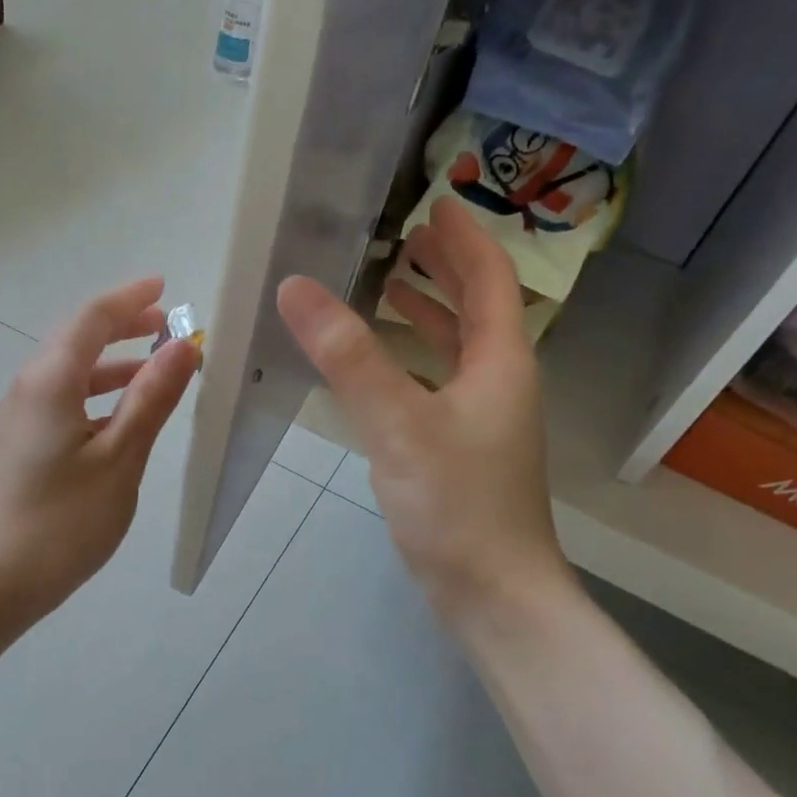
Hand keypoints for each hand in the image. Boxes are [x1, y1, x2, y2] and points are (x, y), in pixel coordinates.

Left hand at [0, 279, 198, 620]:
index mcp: (50, 382)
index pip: (91, 319)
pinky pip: (62, 401)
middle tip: (165, 325)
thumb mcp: (119, 459)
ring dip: (111, 363)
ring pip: (68, 373)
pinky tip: (120, 419)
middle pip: (75, 340)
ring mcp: (19, 420)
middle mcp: (28, 390)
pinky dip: (96, 395)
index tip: (164, 288)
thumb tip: (181, 347)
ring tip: (153, 369)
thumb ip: (150, 399)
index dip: (129, 300)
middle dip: (120, 326)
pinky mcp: (20, 447)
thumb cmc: (62, 522)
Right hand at [276, 198, 575, 620]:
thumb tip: (296, 288)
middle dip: (446, 271)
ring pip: (458, 352)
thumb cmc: (455, 504)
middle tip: (405, 239)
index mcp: (500, 363)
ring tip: (388, 289)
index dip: (464, 238)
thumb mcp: (397, 424)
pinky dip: (413, 364)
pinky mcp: (462, 454)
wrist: (491, 592)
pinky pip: (438, 387)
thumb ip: (347, 357)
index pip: (489, 279)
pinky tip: (381, 372)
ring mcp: (482, 422)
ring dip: (428, 316)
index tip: (434, 203)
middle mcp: (499, 384)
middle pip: (478, 310)